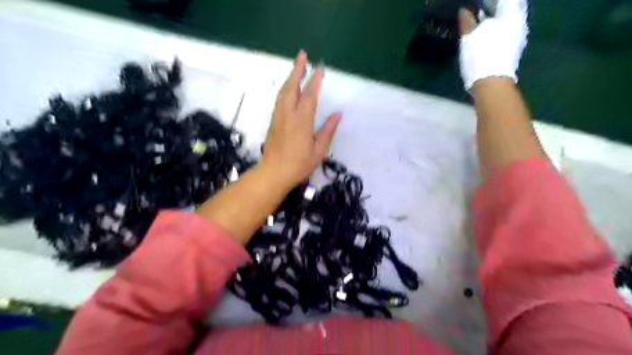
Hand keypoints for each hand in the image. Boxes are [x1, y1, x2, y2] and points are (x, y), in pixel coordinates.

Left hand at [261, 51, 342, 188]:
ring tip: (297, 68)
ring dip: (290, 77)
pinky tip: (289, 89)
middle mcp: (288, 115)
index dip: (315, 80)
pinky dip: (285, 89)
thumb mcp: (318, 151)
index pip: (309, 95)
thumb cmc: (299, 165)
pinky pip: (279, 100)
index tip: (320, 67)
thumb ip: (327, 131)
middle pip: (291, 87)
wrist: (273, 173)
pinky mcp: (273, 122)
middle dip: (297, 70)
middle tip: (302, 55)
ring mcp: (278, 117)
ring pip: (283, 92)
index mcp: (301, 121)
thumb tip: (337, 114)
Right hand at [460, 0, 529, 89]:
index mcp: (511, 13)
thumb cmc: (480, 56)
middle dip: (496, 6)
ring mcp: (519, 36)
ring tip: (482, 20)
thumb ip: (467, 21)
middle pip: (510, 6)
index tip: (479, 3)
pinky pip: (508, 31)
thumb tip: (464, 11)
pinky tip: (487, 34)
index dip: (491, 0)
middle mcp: (520, 21)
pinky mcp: (514, 49)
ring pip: (509, 19)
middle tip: (481, 7)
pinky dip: (498, 28)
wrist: (491, 83)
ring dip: (497, 17)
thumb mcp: (469, 37)